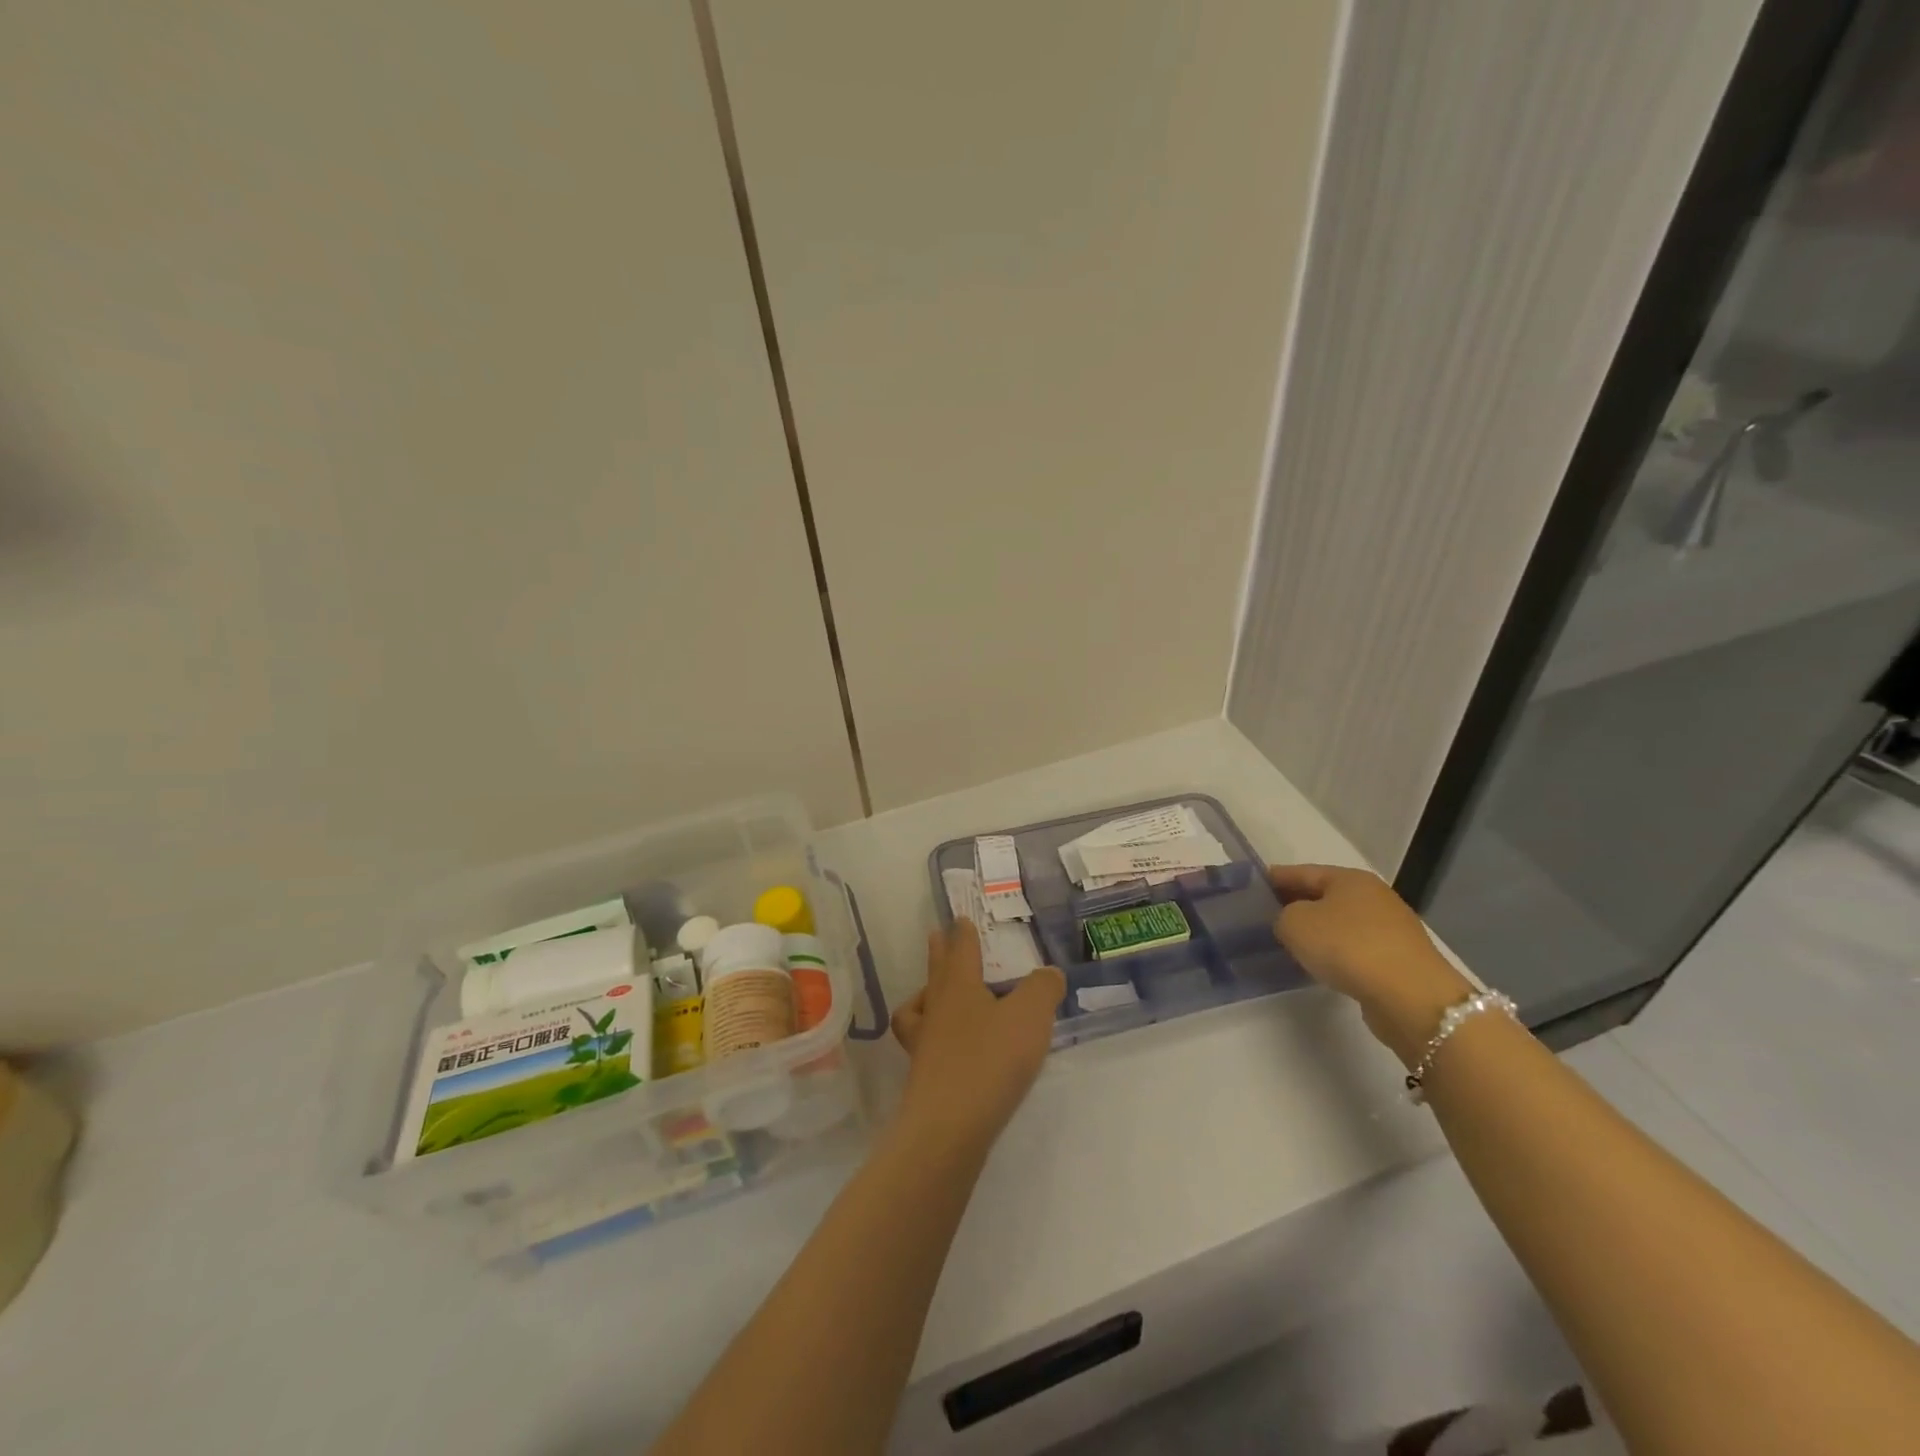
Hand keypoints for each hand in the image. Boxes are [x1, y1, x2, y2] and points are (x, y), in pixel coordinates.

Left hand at [890, 919, 1065, 1154]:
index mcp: (959, 986)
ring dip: (928, 994)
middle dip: (940, 952)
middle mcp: (936, 1008)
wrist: (949, 1127)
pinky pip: (926, 1043)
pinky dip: (934, 1037)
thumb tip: (1049, 974)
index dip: (963, 933)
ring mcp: (925, 1044)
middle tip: (938, 936)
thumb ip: (1042, 989)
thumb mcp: (1030, 1017)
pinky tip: (947, 1048)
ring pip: (921, 1007)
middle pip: (937, 972)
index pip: (960, 949)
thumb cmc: (989, 1061)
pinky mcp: (925, 1077)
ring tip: (937, 995)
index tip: (959, 920)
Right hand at [1269, 863, 1471, 1065]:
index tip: (1254, 885)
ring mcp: (1391, 928)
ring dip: (1319, 930)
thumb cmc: (1347, 947)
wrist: (1410, 996)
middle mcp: (1374, 897)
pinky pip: (1356, 948)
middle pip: (1325, 896)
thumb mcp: (1295, 924)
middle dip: (1297, 903)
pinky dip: (1337, 952)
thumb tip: (1291, 922)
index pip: (1303, 872)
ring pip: (1342, 923)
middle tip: (1268, 914)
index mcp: (1349, 879)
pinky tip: (1323, 964)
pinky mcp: (1399, 960)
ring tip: (1292, 942)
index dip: (1276, 878)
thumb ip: (1283, 916)